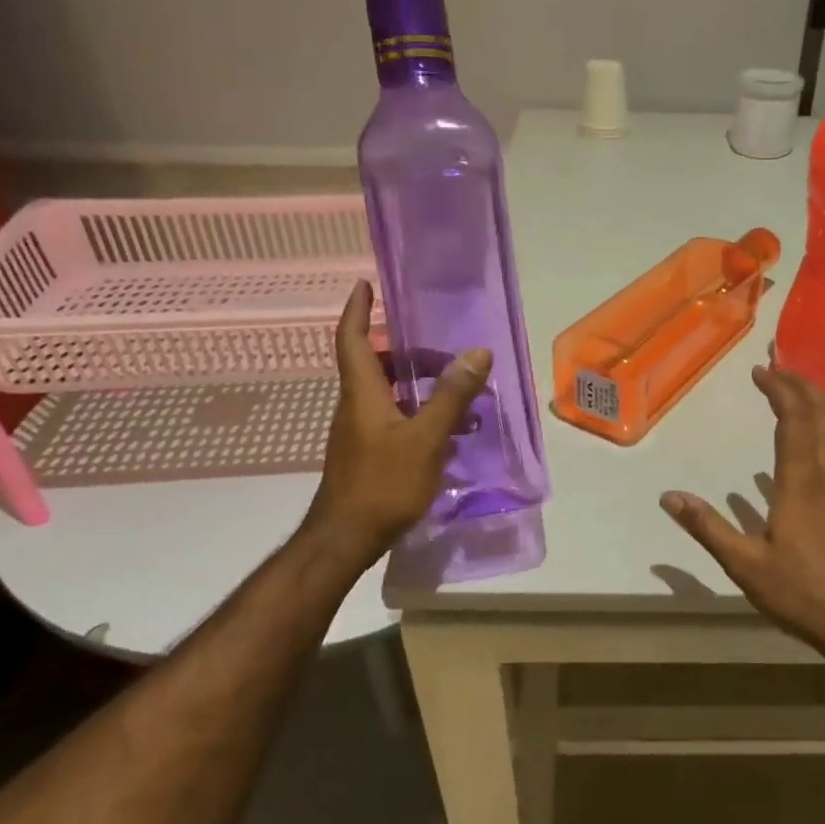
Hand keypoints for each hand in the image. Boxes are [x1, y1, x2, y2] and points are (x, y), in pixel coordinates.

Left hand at [301, 280, 492, 568]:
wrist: (347, 538)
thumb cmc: (384, 483)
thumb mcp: (426, 437)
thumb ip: (451, 396)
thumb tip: (478, 353)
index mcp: (363, 394)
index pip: (351, 339)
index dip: (356, 310)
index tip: (364, 285)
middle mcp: (355, 407)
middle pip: (376, 366)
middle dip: (409, 354)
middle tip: (445, 356)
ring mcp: (359, 433)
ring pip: (388, 395)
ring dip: (419, 389)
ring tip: (460, 398)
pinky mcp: (367, 455)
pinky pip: (393, 420)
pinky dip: (418, 416)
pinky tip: (447, 436)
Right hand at [661, 366, 824, 672]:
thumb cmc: (800, 595)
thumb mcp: (744, 566)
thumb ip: (707, 528)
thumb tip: (670, 497)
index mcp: (801, 484)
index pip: (794, 420)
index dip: (780, 391)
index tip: (761, 372)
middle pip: (824, 417)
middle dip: (803, 386)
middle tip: (781, 368)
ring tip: (808, 395)